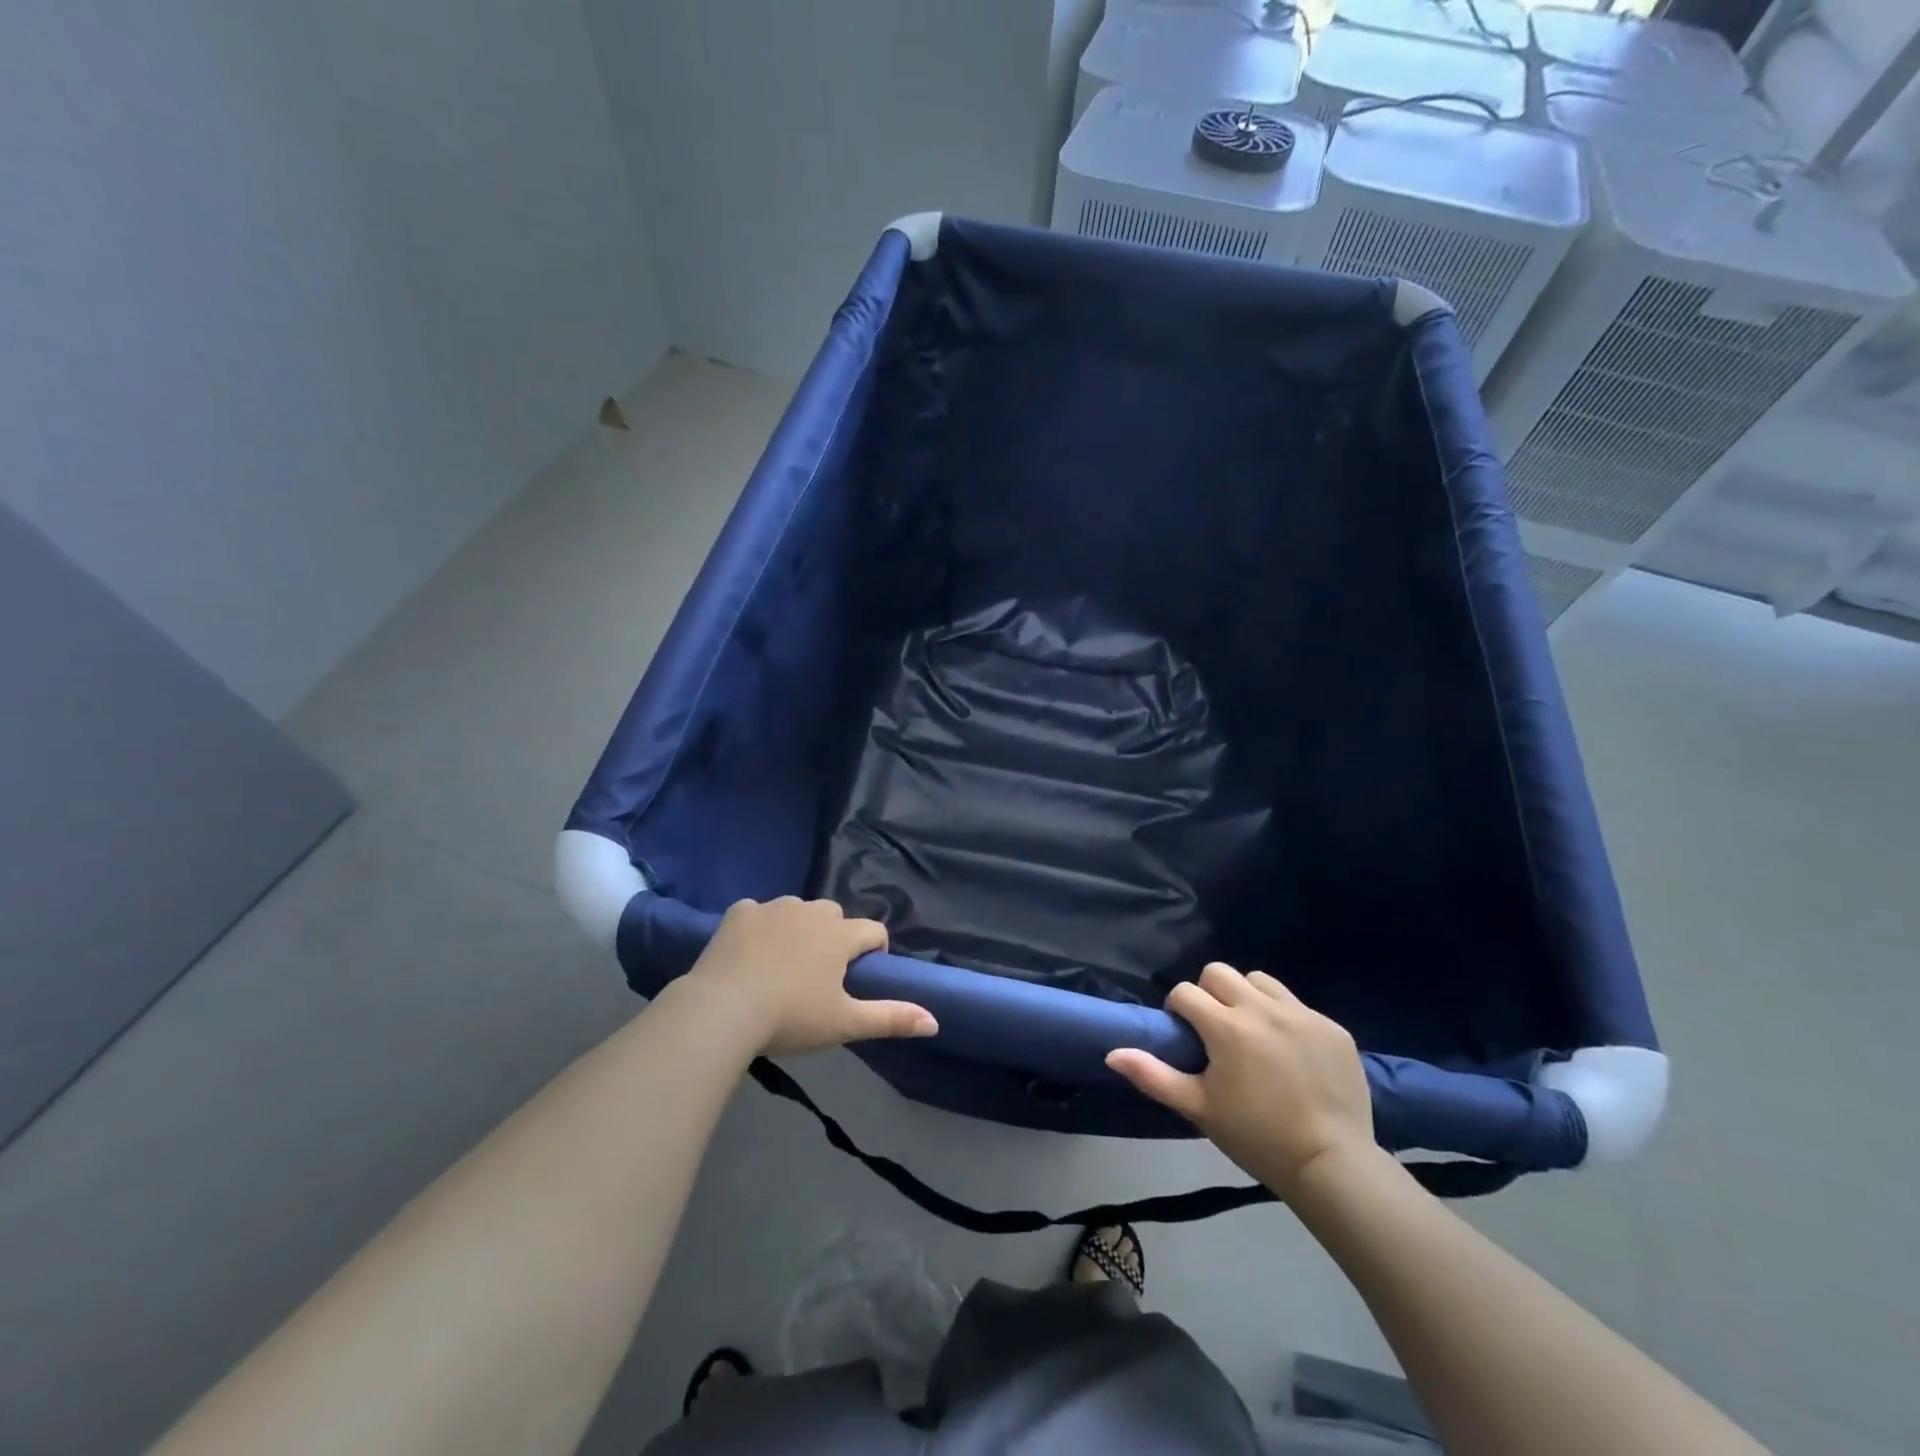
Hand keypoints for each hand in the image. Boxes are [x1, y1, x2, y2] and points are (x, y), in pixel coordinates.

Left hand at [683, 897, 937, 1056]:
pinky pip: (758, 912)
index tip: (860, 977)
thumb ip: (891, 1018)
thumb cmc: (790, 1018)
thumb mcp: (844, 1024)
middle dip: (835, 937)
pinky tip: (749, 953)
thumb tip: (935, 1022)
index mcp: (839, 935)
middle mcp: (810, 911)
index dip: (874, 951)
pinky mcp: (739, 912)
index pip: (873, 931)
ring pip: (798, 910)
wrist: (721, 1010)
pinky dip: (760, 926)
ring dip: (799, 928)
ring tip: (782, 964)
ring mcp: (773, 908)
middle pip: (835, 915)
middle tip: (819, 975)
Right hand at [1107, 963, 1374, 1197]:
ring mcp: (1301, 1015)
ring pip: (1259, 980)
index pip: (1186, 992)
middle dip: (1209, 993)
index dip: (1178, 1009)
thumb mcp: (1198, 1108)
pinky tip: (1290, 1053)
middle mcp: (1262, 1009)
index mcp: (1226, 1027)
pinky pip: (1298, 1005)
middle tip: (1215, 1029)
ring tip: (1252, 1032)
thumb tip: (1112, 1053)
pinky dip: (1285, 1018)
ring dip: (1247, 997)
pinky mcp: (1331, 1027)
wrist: (1332, 1165)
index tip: (1185, 1034)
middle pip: (1219, 972)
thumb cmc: (1256, 1137)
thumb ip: (1153, 1076)